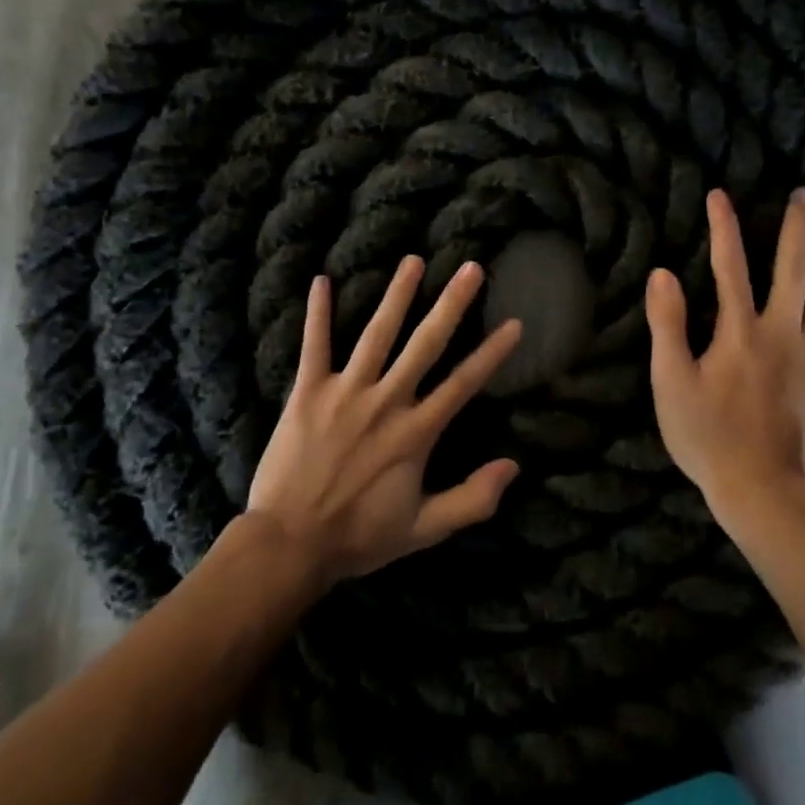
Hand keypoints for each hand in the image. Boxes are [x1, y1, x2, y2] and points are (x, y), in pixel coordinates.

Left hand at [246, 256, 523, 585]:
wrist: (290, 544)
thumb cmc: (360, 536)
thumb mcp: (424, 529)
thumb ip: (472, 500)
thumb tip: (515, 467)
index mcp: (416, 432)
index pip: (463, 384)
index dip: (491, 353)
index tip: (514, 323)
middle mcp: (385, 402)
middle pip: (425, 344)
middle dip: (451, 303)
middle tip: (471, 268)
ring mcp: (345, 392)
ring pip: (376, 334)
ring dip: (396, 295)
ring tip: (412, 260)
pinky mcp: (307, 393)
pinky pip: (314, 346)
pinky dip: (317, 313)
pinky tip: (321, 280)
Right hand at [645, 188, 804, 525]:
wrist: (761, 488)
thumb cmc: (707, 436)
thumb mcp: (671, 382)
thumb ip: (667, 326)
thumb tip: (663, 273)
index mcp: (738, 331)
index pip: (729, 267)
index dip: (724, 228)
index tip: (720, 195)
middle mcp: (780, 332)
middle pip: (791, 270)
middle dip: (796, 229)